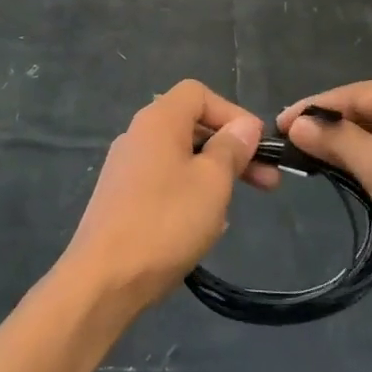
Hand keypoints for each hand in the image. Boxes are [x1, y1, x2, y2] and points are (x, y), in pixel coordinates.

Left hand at [60, 81, 277, 312]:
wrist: (104, 279)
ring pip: (179, 158)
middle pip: (191, 126)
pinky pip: (164, 183)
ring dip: (213, 175)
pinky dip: (189, 194)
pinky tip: (203, 226)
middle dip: (231, 150)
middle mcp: (137, 135)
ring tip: (233, 209)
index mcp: (158, 121)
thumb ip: (231, 148)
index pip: (199, 93)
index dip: (232, 113)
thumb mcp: (212, 182)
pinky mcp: (120, 198)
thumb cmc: (166, 222)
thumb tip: (244, 125)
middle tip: (267, 182)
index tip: (257, 146)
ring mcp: (125, 168)